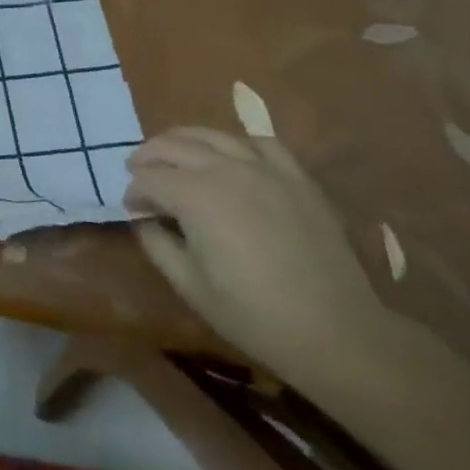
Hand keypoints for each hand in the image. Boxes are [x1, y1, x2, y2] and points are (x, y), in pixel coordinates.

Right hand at [126, 126, 393, 383]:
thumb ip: (157, 243)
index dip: (134, 191)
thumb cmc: (255, 316)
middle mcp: (225, 169)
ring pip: (212, 135)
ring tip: (174, 154)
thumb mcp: (190, 286)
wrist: (338, 334)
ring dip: (184, 141)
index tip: (132, 208)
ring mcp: (265, 169)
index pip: (149, 178)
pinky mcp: (296, 177)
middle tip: (138, 172)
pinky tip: (231, 158)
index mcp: (195, 196)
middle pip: (173, 145)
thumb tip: (143, 217)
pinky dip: (237, 144)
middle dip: (148, 156)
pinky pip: (260, 142)